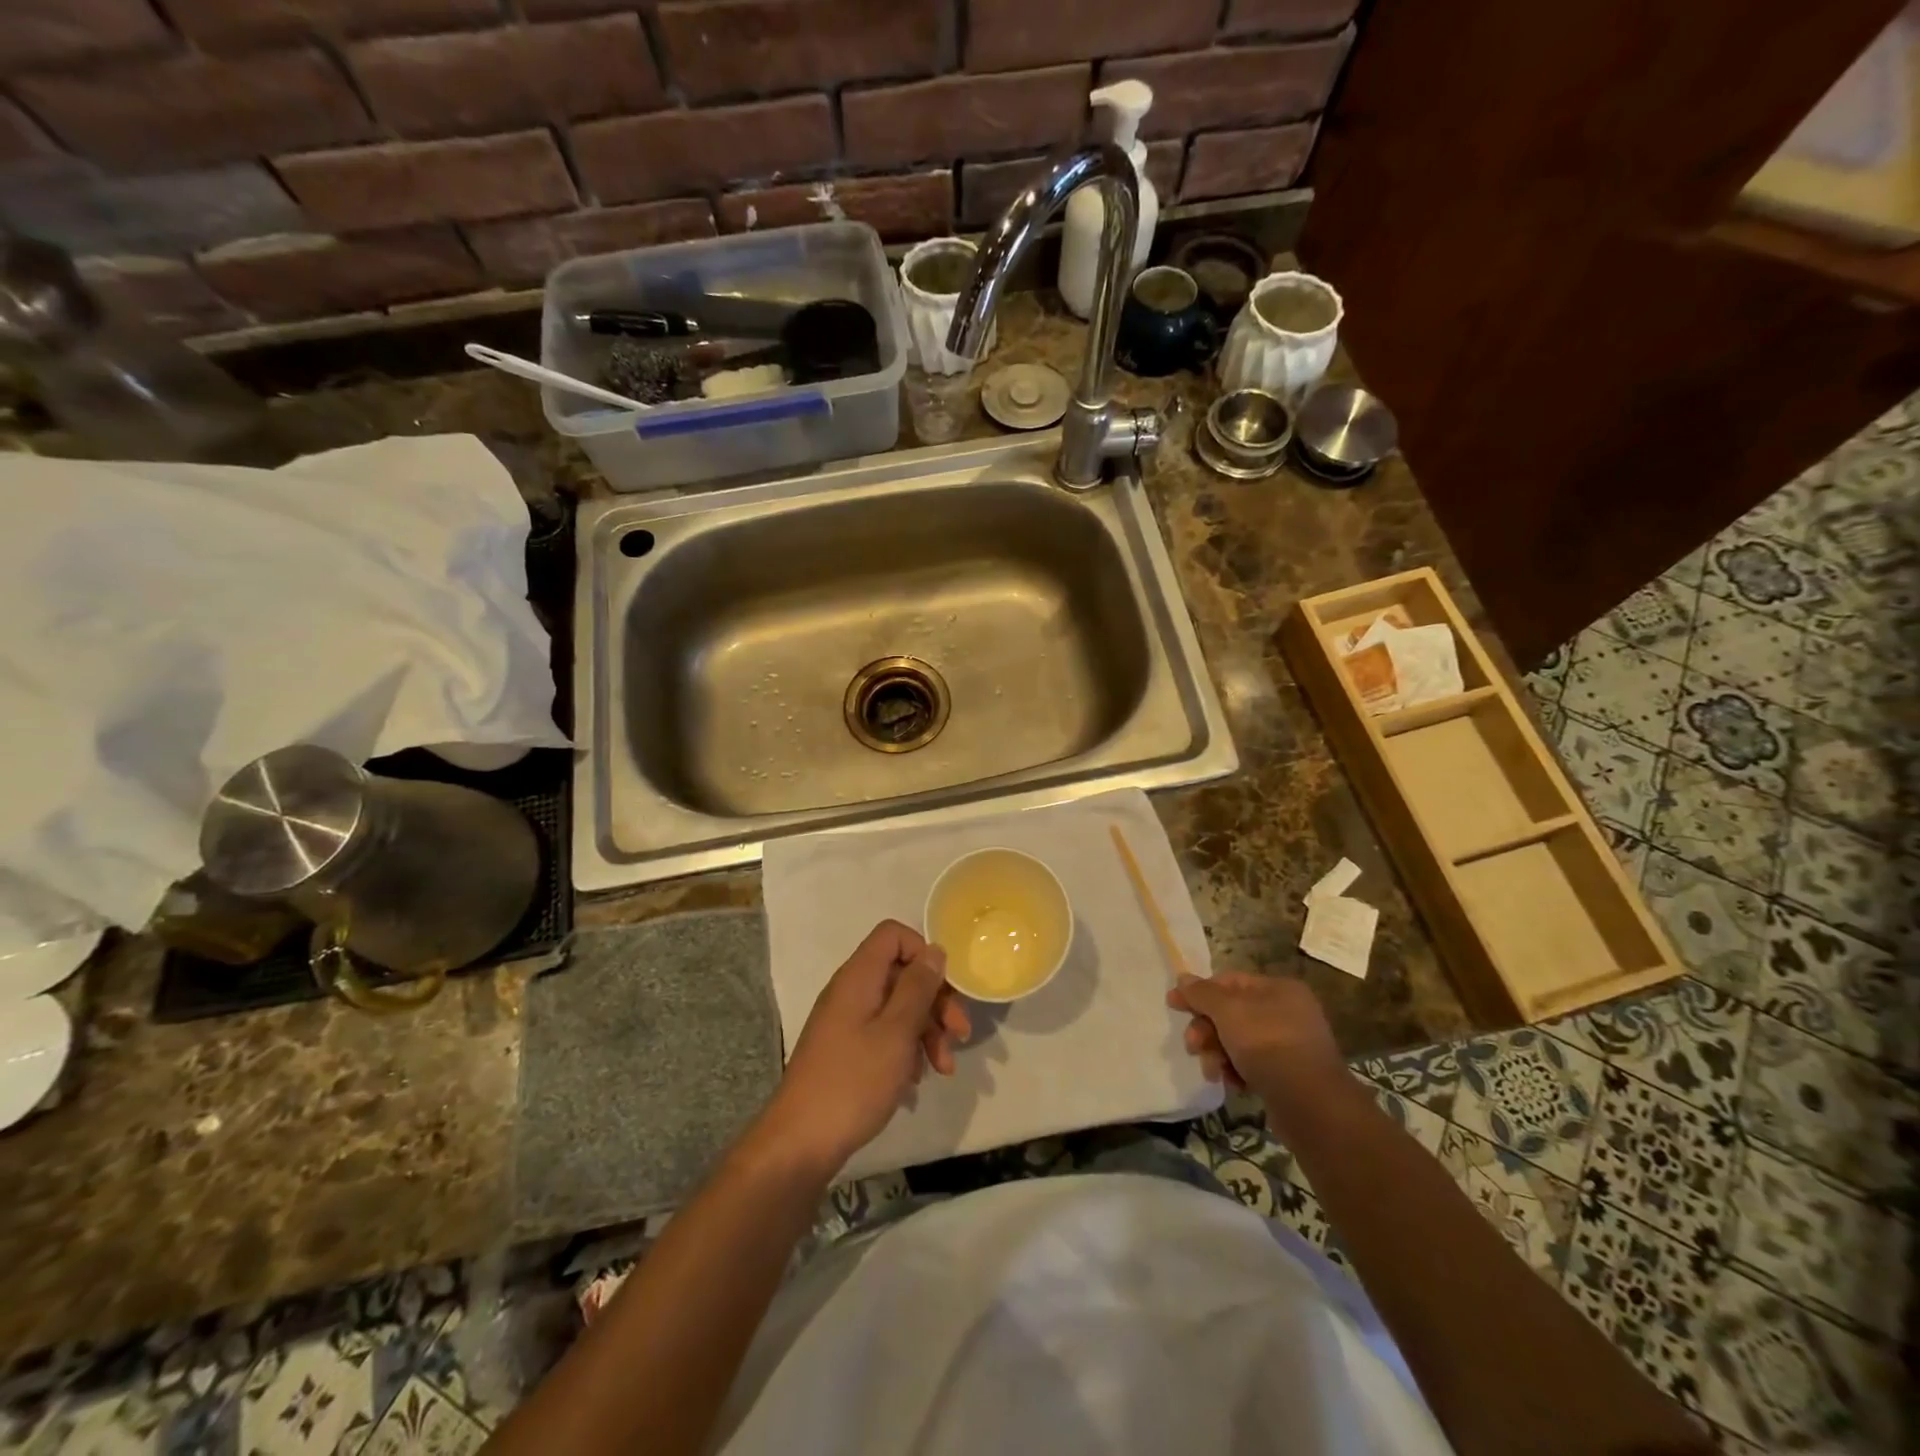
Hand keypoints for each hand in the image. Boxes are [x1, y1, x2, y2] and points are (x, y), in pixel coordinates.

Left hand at [761, 920, 970, 1173]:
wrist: (800, 1143)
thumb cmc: (854, 1081)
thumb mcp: (897, 1032)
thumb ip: (918, 987)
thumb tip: (934, 950)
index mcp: (858, 977)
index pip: (893, 935)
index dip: (923, 952)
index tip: (944, 987)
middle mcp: (850, 991)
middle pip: (901, 974)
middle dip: (936, 1001)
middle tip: (961, 1035)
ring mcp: (846, 1022)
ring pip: (897, 1008)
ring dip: (926, 1031)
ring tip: (944, 1068)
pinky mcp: (846, 1050)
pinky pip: (884, 1034)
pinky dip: (906, 1050)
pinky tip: (917, 1081)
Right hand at [1166, 972, 1345, 1110]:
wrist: (1311, 1105)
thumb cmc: (1268, 1045)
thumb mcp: (1228, 1011)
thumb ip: (1202, 993)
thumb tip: (1182, 978)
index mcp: (1279, 989)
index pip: (1229, 981)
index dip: (1199, 992)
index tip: (1173, 1005)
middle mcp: (1287, 1012)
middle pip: (1231, 1012)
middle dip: (1207, 1029)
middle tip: (1192, 1046)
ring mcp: (1289, 1045)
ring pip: (1238, 1041)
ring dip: (1217, 1053)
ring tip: (1213, 1071)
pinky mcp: (1287, 1075)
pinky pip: (1252, 1064)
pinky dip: (1236, 1071)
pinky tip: (1231, 1083)